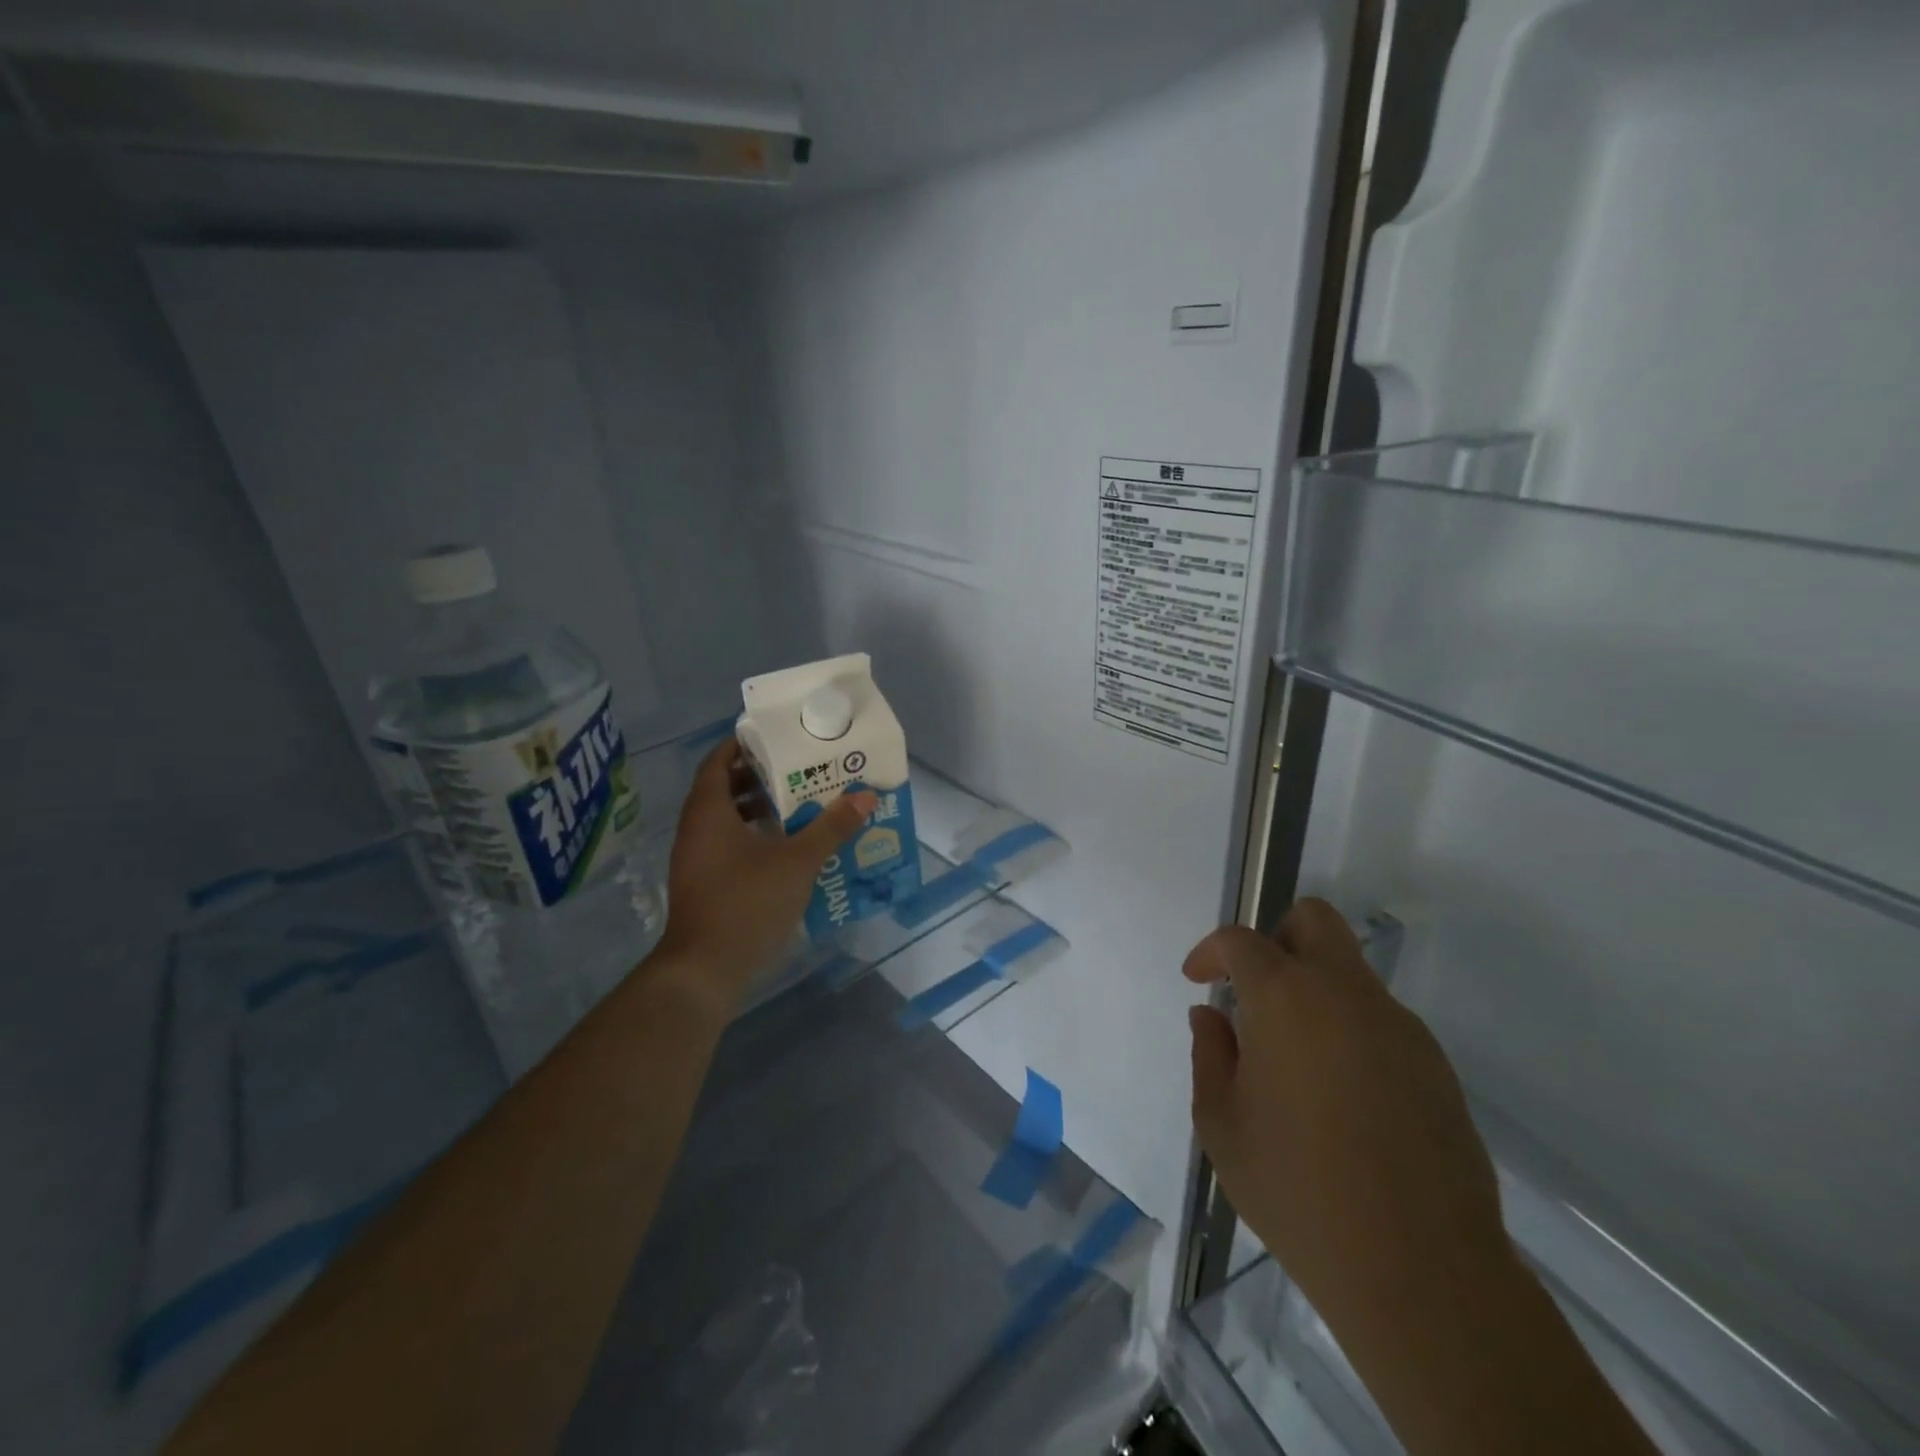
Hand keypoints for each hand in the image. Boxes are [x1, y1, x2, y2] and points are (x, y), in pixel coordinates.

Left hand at [656, 737, 876, 1008]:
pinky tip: (786, 845)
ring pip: (727, 818)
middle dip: (759, 775)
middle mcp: (697, 828)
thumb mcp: (797, 861)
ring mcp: (697, 858)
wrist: (705, 969)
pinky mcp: (705, 882)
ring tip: (798, 802)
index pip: (719, 760)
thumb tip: (866, 794)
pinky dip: (754, 835)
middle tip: (797, 767)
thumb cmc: (747, 902)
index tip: (776, 735)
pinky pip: (728, 843)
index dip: (743, 744)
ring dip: (758, 807)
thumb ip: (832, 827)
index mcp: (709, 811)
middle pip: (724, 787)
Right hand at [1184, 900, 1511, 1340]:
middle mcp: (1346, 995)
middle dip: (1275, 936)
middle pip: (1314, 920)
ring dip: (1313, 991)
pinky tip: (1339, 1097)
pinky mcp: (1435, 1065)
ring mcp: (1399, 1027)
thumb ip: (1210, 1055)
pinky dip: (1348, 1031)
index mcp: (1286, 999)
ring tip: (1292, 1062)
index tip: (1199, 979)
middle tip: (1254, 988)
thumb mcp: (1222, 1125)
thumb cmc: (1297, 1190)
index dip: (1212, 951)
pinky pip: (1379, 1021)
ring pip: (1349, 973)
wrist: (1419, 1271)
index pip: (1242, 940)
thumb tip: (1212, 1016)